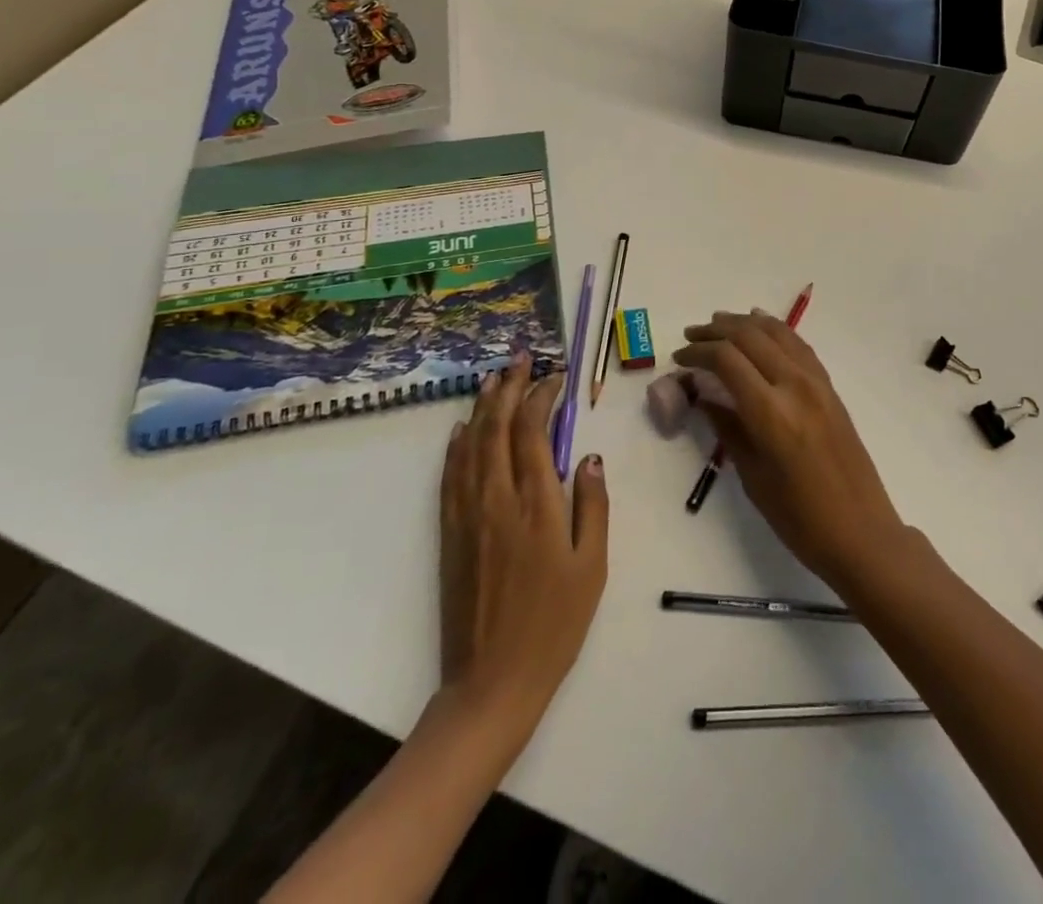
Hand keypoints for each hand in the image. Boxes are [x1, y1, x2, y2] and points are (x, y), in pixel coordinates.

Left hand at [438, 354, 608, 723]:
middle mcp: (497, 500)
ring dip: (482, 408)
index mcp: (536, 506)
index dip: (542, 398)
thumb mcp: (591, 567)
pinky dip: (455, 446)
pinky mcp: (449, 534)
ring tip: (493, 378)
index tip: (555, 378)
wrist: (491, 682)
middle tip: (520, 359)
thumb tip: (590, 457)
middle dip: (510, 388)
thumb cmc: (554, 625)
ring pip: (470, 446)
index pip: (534, 434)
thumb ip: (593, 506)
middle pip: (498, 429)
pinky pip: (450, 476)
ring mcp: (467, 516)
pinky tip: (460, 430)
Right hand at [673, 312, 905, 592]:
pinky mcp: (830, 388)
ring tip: (718, 324)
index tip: (678, 359)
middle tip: (691, 337)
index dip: (698, 353)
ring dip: (744, 323)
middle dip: (715, 331)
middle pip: (749, 337)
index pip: (727, 360)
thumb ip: (726, 427)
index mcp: (771, 413)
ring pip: (776, 333)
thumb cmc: (799, 518)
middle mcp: (795, 386)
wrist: (861, 532)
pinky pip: (798, 346)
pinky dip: (775, 329)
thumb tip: (701, 393)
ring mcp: (817, 383)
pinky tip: (761, 325)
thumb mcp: (753, 477)